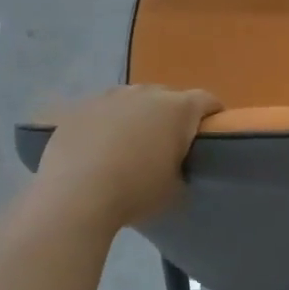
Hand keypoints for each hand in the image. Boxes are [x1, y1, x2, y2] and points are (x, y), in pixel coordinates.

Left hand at [32, 85, 221, 227]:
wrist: (75, 196)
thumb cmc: (136, 192)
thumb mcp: (175, 190)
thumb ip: (182, 169)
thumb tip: (174, 166)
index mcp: (178, 109)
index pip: (207, 101)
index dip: (212, 114)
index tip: (210, 132)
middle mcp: (146, 93)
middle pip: (168, 97)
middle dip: (171, 115)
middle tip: (167, 143)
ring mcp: (110, 96)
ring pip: (132, 100)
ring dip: (137, 116)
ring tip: (129, 143)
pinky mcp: (80, 107)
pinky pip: (101, 110)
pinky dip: (106, 123)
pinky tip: (97, 147)